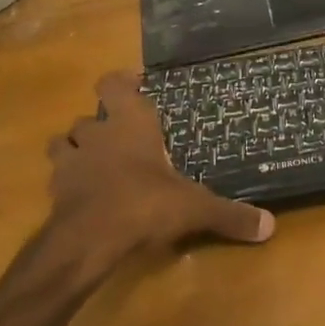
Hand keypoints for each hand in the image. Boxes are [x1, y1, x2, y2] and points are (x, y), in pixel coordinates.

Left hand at [46, 73, 275, 267]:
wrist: (87, 241)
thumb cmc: (144, 204)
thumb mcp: (194, 208)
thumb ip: (229, 215)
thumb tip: (269, 227)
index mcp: (130, 122)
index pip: (113, 84)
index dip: (120, 84)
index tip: (133, 88)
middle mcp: (97, 133)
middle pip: (88, 116)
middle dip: (100, 124)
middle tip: (121, 138)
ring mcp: (71, 162)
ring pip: (64, 142)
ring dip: (76, 150)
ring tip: (95, 164)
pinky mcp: (54, 192)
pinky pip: (57, 178)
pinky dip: (68, 183)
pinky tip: (83, 198)